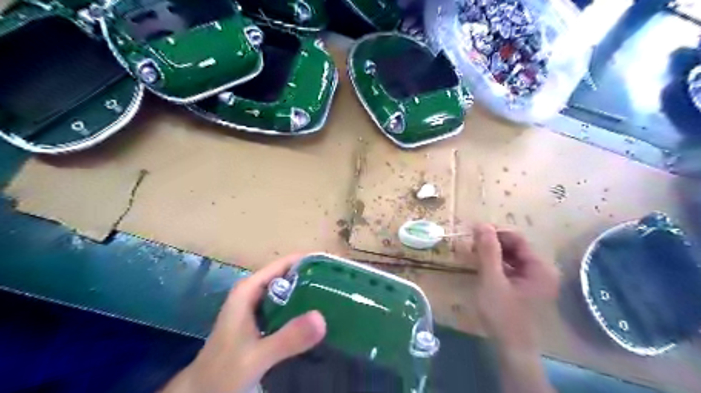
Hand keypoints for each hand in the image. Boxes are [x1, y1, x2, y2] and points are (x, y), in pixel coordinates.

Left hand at [163, 254, 326, 392]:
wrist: (202, 392)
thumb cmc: (223, 372)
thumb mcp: (256, 356)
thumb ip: (287, 338)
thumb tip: (322, 317)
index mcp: (249, 289)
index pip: (285, 264)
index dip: (310, 262)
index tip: (335, 267)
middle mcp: (255, 292)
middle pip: (289, 275)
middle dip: (314, 278)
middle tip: (342, 285)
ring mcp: (258, 307)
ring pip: (289, 291)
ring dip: (310, 293)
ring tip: (337, 298)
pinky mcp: (262, 321)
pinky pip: (287, 308)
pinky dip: (302, 309)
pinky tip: (319, 318)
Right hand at [461, 223, 558, 352]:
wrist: (512, 348)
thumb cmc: (502, 314)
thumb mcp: (492, 280)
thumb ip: (488, 251)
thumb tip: (482, 224)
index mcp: (540, 267)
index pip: (517, 238)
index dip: (495, 232)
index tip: (473, 231)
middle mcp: (542, 271)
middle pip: (515, 247)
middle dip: (493, 243)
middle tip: (471, 244)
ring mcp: (535, 280)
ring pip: (512, 257)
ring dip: (494, 253)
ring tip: (474, 253)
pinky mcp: (527, 288)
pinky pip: (512, 268)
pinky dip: (497, 264)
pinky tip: (483, 266)